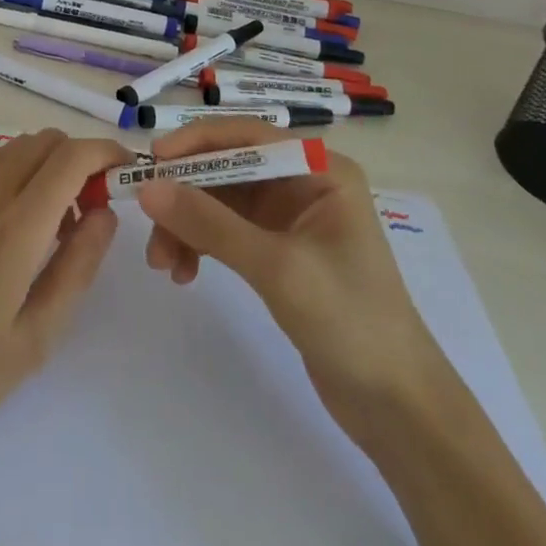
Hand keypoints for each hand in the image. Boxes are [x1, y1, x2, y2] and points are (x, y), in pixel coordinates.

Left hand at [0, 129, 132, 487]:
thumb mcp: (32, 340)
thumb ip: (76, 268)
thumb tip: (105, 214)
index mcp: (17, 225)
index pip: (74, 156)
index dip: (107, 154)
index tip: (126, 175)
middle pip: (48, 141)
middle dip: (80, 162)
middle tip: (87, 214)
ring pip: (16, 143)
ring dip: (44, 163)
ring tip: (46, 219)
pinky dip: (7, 164)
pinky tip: (2, 212)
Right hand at [134, 120, 439, 443]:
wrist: (398, 407)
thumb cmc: (350, 321)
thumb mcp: (276, 267)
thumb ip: (210, 224)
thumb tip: (147, 189)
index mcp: (319, 170)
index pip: (246, 137)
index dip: (196, 143)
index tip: (152, 162)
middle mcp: (303, 183)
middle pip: (227, 170)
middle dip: (185, 196)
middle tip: (148, 226)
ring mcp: (290, 218)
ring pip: (220, 202)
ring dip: (187, 225)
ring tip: (163, 265)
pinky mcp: (278, 251)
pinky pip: (226, 232)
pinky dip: (201, 245)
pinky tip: (184, 273)